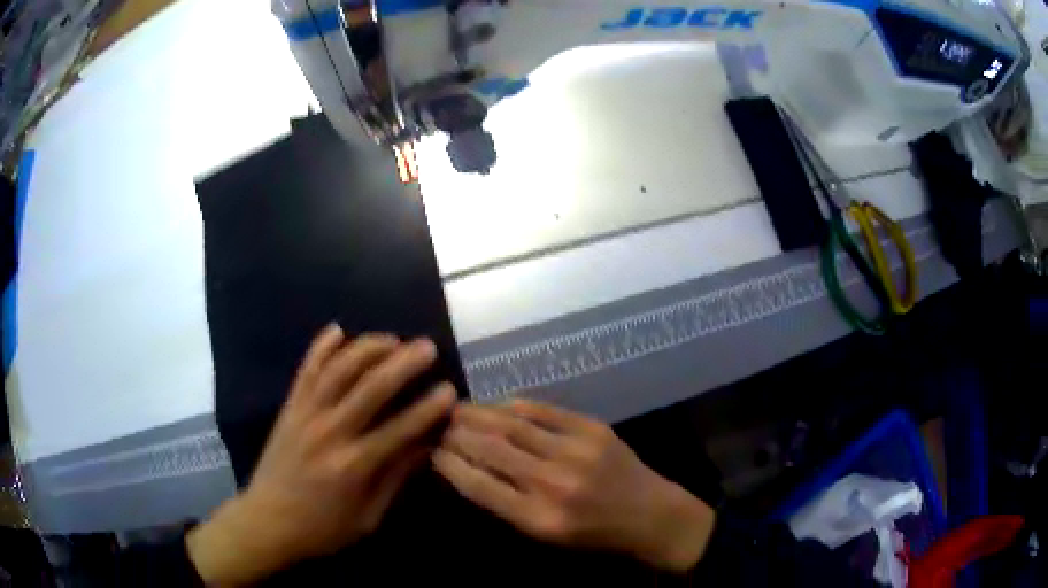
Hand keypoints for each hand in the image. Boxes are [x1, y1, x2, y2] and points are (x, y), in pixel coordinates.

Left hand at [187, 325, 455, 585]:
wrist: (267, 521)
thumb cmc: (323, 528)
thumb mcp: (368, 516)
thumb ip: (396, 478)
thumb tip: (427, 447)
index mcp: (353, 466)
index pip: (399, 430)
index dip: (427, 409)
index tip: (450, 391)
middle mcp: (329, 432)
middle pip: (370, 388)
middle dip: (402, 363)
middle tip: (427, 347)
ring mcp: (305, 414)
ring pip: (338, 369)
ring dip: (367, 348)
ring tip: (392, 338)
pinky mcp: (289, 407)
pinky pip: (306, 370)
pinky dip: (321, 346)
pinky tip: (338, 330)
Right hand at [433, 400, 714, 572]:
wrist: (649, 514)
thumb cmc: (592, 534)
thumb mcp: (545, 535)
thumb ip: (506, 504)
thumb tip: (468, 469)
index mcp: (537, 517)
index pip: (478, 485)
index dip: (450, 464)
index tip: (432, 450)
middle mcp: (552, 483)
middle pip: (491, 450)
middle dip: (458, 434)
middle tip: (439, 423)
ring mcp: (574, 451)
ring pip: (513, 425)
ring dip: (480, 414)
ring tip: (458, 408)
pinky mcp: (592, 429)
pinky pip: (544, 411)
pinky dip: (515, 406)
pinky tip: (498, 405)